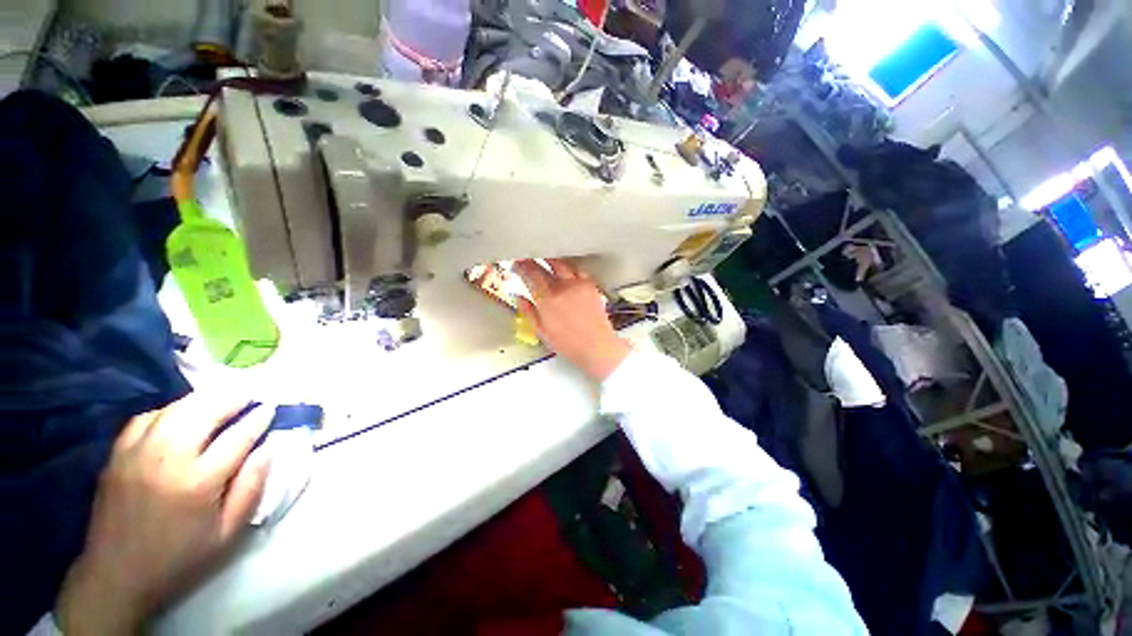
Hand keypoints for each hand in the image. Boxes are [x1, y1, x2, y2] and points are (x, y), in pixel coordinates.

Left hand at [58, 395, 273, 634]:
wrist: (117, 576)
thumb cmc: (181, 557)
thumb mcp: (228, 533)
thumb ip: (251, 488)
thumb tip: (268, 449)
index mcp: (199, 482)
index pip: (238, 436)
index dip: (258, 418)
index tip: (271, 408)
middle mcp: (167, 459)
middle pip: (204, 412)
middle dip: (232, 399)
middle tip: (250, 395)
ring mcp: (137, 453)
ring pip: (175, 409)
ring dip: (203, 400)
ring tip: (221, 400)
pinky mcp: (117, 455)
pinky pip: (146, 418)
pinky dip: (169, 410)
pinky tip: (180, 416)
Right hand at [515, 259, 631, 381]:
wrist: (597, 346)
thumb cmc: (569, 344)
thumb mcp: (542, 332)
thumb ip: (528, 312)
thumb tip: (519, 298)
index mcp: (547, 301)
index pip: (530, 275)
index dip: (521, 267)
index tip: (517, 264)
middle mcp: (562, 289)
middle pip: (544, 266)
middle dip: (533, 260)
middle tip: (527, 258)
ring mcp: (577, 285)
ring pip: (561, 263)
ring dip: (550, 259)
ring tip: (544, 257)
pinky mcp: (590, 285)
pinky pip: (577, 269)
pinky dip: (569, 266)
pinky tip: (566, 267)